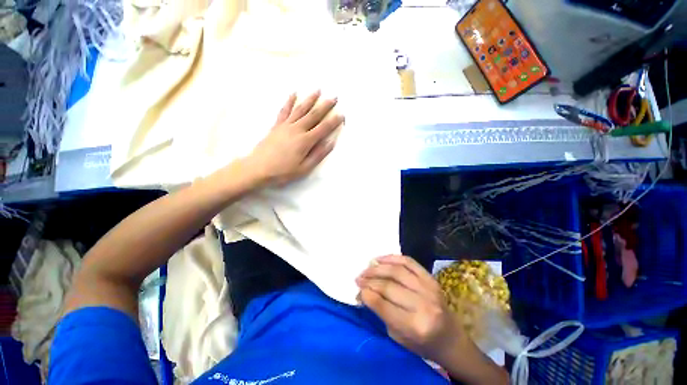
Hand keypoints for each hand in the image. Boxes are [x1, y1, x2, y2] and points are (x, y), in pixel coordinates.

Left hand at [246, 91, 343, 186]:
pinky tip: (293, 94)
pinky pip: (284, 111)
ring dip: (310, 99)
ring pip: (300, 109)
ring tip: (318, 90)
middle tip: (334, 97)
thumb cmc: (283, 172)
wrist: (257, 168)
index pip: (323, 128)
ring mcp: (285, 126)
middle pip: (313, 115)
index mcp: (305, 141)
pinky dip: (289, 101)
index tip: (342, 114)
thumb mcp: (304, 168)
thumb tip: (330, 142)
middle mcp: (297, 129)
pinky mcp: (276, 125)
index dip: (334, 121)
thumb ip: (318, 155)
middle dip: (325, 106)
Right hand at [356, 255, 462, 363]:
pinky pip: (409, 262)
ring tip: (366, 267)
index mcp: (415, 326)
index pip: (383, 304)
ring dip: (378, 267)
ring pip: (396, 271)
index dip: (366, 294)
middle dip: (369, 280)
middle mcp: (423, 304)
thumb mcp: (398, 337)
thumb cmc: (423, 345)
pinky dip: (392, 258)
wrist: (451, 340)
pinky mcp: (431, 279)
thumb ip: (381, 313)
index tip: (357, 290)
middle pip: (388, 285)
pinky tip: (380, 259)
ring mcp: (429, 288)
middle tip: (358, 278)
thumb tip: (363, 293)